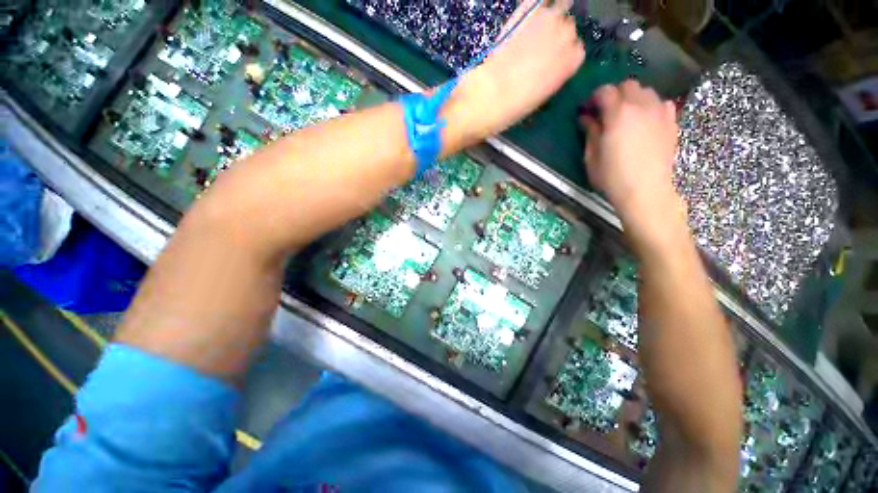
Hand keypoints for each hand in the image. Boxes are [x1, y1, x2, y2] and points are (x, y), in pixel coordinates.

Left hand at [447, 0, 584, 141]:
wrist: (491, 94)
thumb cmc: (514, 107)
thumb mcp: (538, 99)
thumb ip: (551, 79)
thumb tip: (549, 70)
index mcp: (570, 64)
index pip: (577, 51)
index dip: (565, 56)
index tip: (554, 63)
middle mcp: (565, 38)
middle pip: (568, 29)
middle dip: (557, 38)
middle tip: (540, 49)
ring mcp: (547, 22)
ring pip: (557, 12)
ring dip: (549, 20)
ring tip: (536, 32)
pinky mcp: (527, 14)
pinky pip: (538, 2)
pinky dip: (536, 5)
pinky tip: (533, 11)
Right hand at [580, 80, 683, 242]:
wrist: (645, 191)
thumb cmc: (612, 177)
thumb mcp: (592, 157)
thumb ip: (590, 132)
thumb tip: (586, 118)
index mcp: (618, 113)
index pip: (605, 91)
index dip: (594, 98)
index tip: (589, 110)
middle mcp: (641, 105)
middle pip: (628, 85)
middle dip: (615, 94)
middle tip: (607, 112)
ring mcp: (659, 112)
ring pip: (647, 91)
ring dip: (634, 98)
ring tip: (627, 116)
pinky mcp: (671, 122)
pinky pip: (662, 103)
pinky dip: (652, 106)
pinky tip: (646, 121)